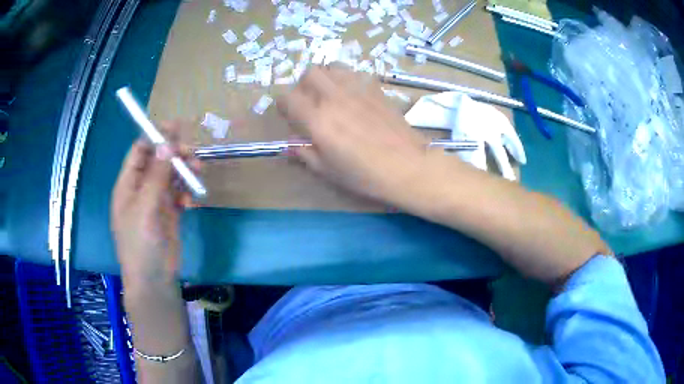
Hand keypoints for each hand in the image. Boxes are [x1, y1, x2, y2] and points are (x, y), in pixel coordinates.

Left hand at [111, 121, 195, 286]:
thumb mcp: (145, 207)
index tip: (177, 127)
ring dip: (184, 172)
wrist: (153, 280)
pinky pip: (179, 194)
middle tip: (194, 154)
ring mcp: (155, 201)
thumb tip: (167, 143)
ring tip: (198, 173)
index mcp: (128, 184)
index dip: (156, 137)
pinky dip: (186, 193)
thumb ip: (156, 175)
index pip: (140, 151)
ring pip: (171, 176)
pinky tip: (190, 202)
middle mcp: (141, 188)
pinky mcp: (169, 213)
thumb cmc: (140, 244)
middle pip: (158, 161)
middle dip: (175, 154)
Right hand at [277, 66, 432, 203]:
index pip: (287, 98)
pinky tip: (352, 96)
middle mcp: (334, 97)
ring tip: (329, 95)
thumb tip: (292, 143)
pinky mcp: (375, 88)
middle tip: (310, 103)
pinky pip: (353, 73)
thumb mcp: (328, 171)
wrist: (408, 166)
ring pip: (331, 67)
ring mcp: (357, 89)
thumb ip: (305, 153)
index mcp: (317, 120)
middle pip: (309, 74)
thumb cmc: (366, 175)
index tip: (289, 116)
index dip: (283, 106)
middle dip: (303, 86)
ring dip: (324, 78)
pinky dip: (345, 79)